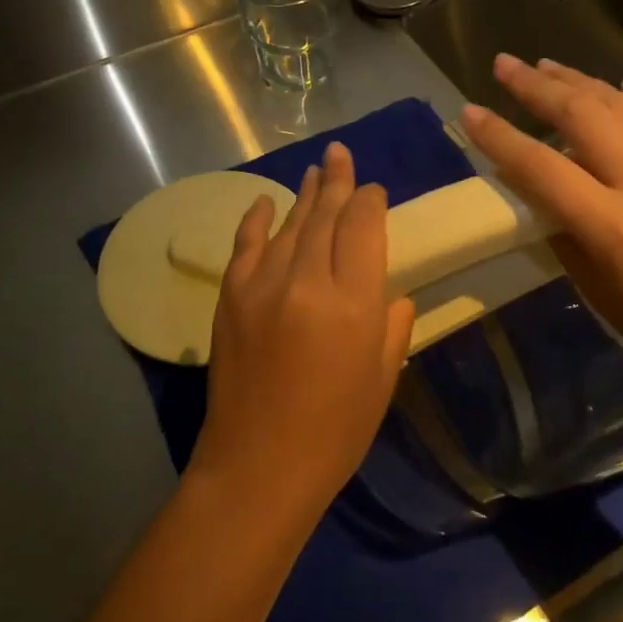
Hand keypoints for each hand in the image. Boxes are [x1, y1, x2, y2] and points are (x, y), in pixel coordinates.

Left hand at [194, 141, 415, 523]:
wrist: (258, 468)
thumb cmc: (335, 432)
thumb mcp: (383, 377)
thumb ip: (392, 323)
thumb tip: (388, 290)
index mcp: (353, 302)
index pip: (364, 227)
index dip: (371, 201)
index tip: (375, 190)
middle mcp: (306, 281)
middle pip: (326, 215)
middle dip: (338, 181)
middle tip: (342, 154)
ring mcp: (262, 285)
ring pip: (290, 224)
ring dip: (305, 194)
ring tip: (317, 169)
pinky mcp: (231, 298)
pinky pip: (246, 245)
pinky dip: (257, 219)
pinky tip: (266, 201)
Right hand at [461, 54, 622, 411]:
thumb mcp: (601, 293)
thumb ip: (565, 234)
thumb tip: (538, 192)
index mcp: (615, 226)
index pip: (542, 167)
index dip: (500, 137)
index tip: (469, 112)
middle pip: (582, 116)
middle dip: (536, 86)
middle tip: (504, 64)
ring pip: (622, 105)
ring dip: (580, 80)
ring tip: (546, 64)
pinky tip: (620, 82)